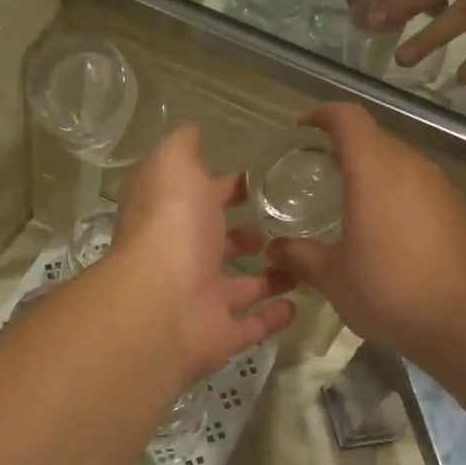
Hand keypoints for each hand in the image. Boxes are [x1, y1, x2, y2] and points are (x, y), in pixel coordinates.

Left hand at [109, 124, 296, 382]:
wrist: (162, 303)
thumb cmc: (171, 226)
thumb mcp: (174, 167)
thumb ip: (183, 147)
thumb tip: (192, 129)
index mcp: (174, 217)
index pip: (202, 197)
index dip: (227, 187)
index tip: (261, 180)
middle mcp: (184, 258)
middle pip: (218, 244)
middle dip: (246, 234)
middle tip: (284, 223)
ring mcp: (201, 299)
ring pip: (240, 287)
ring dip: (268, 275)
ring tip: (303, 261)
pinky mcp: (220, 335)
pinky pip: (251, 327)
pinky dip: (273, 318)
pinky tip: (299, 304)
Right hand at [266, 105, 465, 353]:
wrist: (464, 320)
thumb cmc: (387, 289)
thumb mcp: (333, 276)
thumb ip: (300, 256)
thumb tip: (275, 249)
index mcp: (373, 169)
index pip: (348, 117)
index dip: (323, 115)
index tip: (303, 129)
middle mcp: (410, 165)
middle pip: (375, 137)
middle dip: (346, 147)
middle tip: (321, 173)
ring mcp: (440, 185)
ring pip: (401, 162)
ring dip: (375, 172)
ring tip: (353, 203)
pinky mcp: (460, 208)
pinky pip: (421, 187)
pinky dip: (399, 195)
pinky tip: (389, 231)